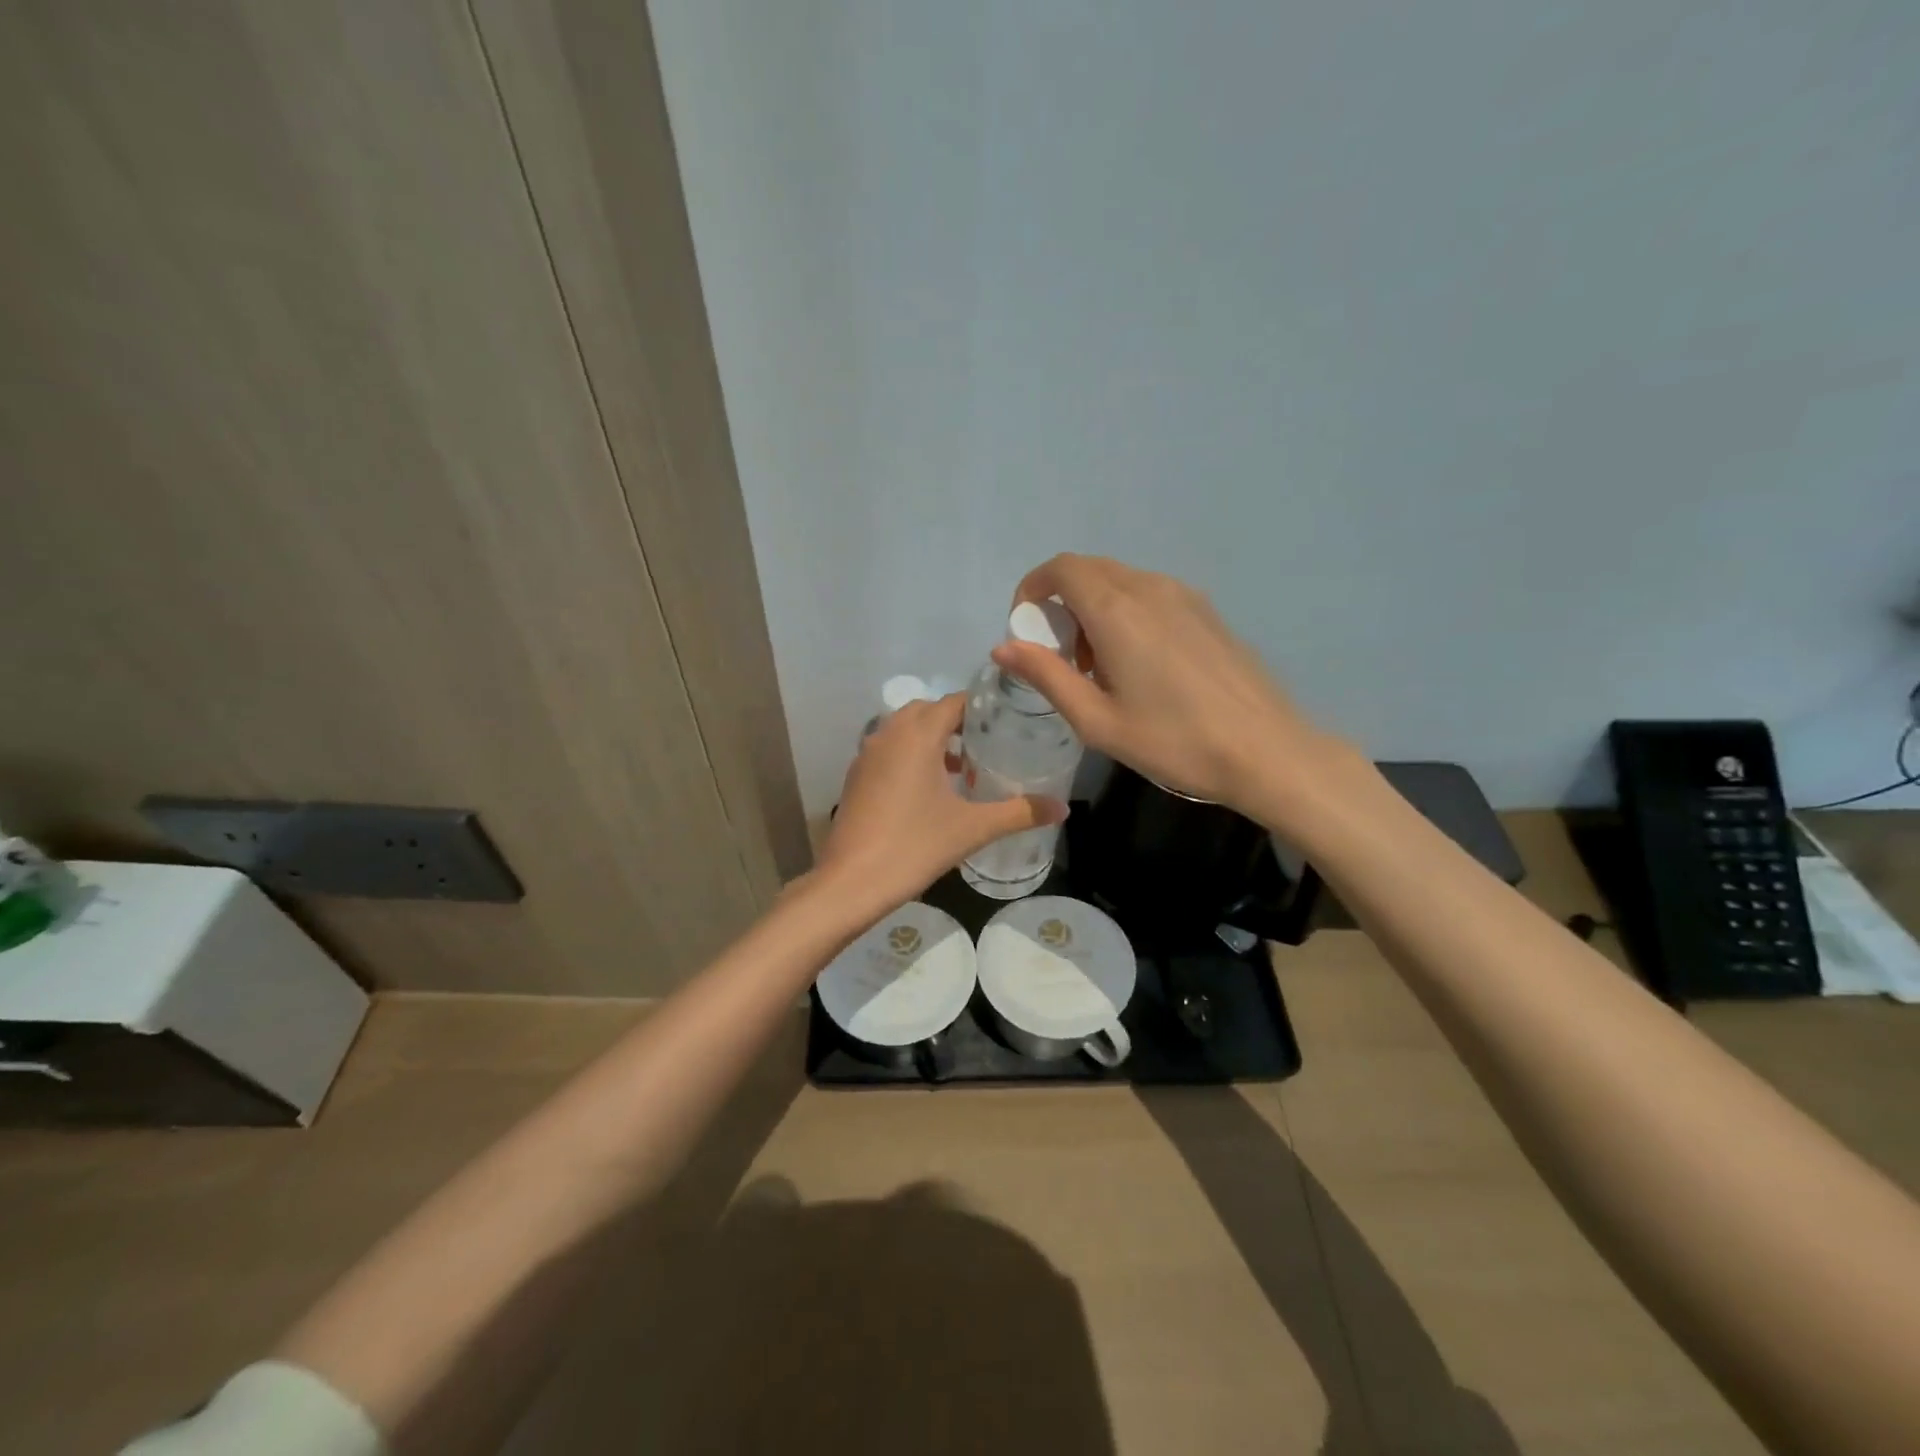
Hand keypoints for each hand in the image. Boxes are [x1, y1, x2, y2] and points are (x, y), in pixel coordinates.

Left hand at [814, 694, 1066, 915]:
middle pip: (927, 710)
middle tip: (988, 745)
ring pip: (904, 730)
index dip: (982, 706)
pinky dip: (911, 755)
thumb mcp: (972, 828)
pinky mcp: (856, 776)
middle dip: (957, 722)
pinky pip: (889, 750)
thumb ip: (1019, 813)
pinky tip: (929, 790)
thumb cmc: (914, 846)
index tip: (1008, 720)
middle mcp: (889, 734)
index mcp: (917, 735)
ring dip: (932, 740)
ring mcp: (867, 754)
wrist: (851, 883)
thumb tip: (1062, 809)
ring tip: (963, 768)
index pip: (954, 701)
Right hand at [991, 554, 1348, 820]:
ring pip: (1120, 582)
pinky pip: (1150, 595)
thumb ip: (1046, 676)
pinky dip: (1126, 614)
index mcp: (1117, 610)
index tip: (1026, 629)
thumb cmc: (1173, 741)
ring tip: (1101, 668)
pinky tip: (1141, 666)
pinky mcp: (1207, 611)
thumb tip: (1003, 648)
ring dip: (1094, 610)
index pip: (1061, 568)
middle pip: (1089, 571)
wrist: (1265, 750)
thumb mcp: (1097, 720)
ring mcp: (1184, 595)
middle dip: (1062, 604)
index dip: (1032, 589)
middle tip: (1062, 657)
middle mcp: (1149, 588)